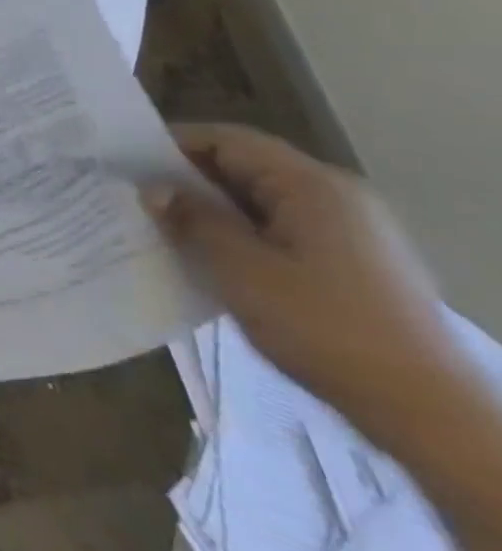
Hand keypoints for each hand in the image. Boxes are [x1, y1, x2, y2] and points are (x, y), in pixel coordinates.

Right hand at [148, 122, 466, 450]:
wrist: (425, 410)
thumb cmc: (322, 326)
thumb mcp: (240, 270)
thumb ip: (193, 220)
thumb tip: (153, 188)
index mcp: (311, 185)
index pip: (228, 140)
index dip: (172, 143)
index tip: (124, 161)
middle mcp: (336, 196)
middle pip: (246, 167)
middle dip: (188, 179)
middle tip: (135, 196)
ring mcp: (352, 231)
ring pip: (261, 201)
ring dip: (212, 210)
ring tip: (164, 228)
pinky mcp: (354, 262)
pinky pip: (282, 229)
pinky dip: (241, 233)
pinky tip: (212, 259)